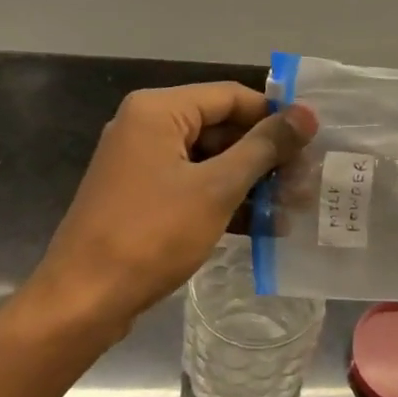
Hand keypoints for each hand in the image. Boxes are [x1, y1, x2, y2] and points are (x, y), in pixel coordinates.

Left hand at [26, 82, 316, 329]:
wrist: (83, 300)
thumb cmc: (152, 234)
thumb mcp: (217, 188)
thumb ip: (264, 147)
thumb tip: (307, 114)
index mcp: (158, 110)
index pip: (231, 96)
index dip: (274, 117)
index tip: (313, 142)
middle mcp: (146, 126)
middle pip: (221, 127)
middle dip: (265, 155)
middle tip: (306, 181)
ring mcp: (142, 163)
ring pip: (209, 159)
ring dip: (250, 182)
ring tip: (293, 207)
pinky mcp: (142, 196)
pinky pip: (193, 185)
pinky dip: (225, 200)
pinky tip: (263, 226)